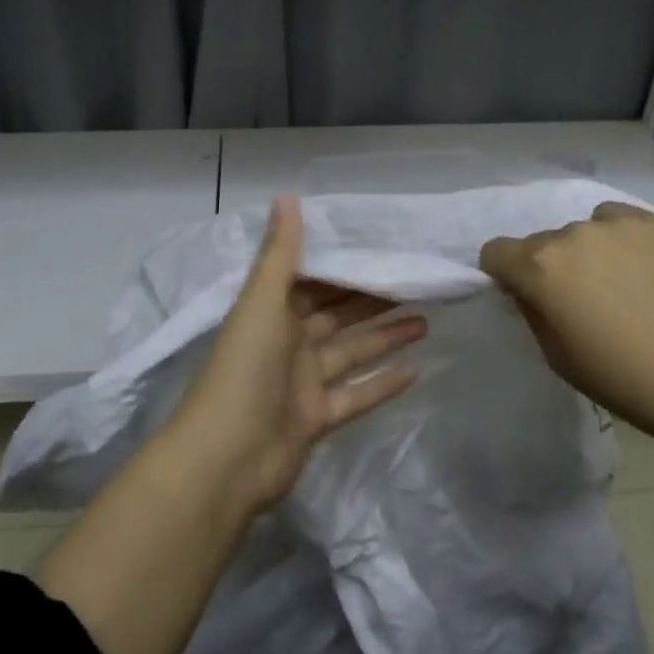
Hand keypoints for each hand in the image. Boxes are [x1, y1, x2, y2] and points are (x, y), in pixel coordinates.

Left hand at [171, 195, 425, 513]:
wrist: (227, 458)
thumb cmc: (245, 369)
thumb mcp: (262, 302)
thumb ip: (280, 252)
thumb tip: (287, 195)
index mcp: (270, 312)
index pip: (312, 280)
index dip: (344, 265)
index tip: (382, 247)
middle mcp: (286, 342)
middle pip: (336, 315)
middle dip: (371, 299)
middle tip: (415, 282)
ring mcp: (302, 383)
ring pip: (350, 352)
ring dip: (384, 336)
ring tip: (425, 320)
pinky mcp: (317, 419)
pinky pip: (355, 395)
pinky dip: (381, 384)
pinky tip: (416, 372)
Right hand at [480, 202, 653, 451]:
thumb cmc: (626, 381)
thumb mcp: (557, 357)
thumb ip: (532, 312)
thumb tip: (528, 290)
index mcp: (541, 267)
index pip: (495, 252)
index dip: (502, 275)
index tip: (524, 298)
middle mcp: (573, 233)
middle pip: (541, 243)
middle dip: (548, 267)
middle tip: (580, 303)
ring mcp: (621, 223)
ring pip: (583, 230)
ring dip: (586, 253)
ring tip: (621, 288)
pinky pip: (621, 223)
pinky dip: (622, 243)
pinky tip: (648, 274)